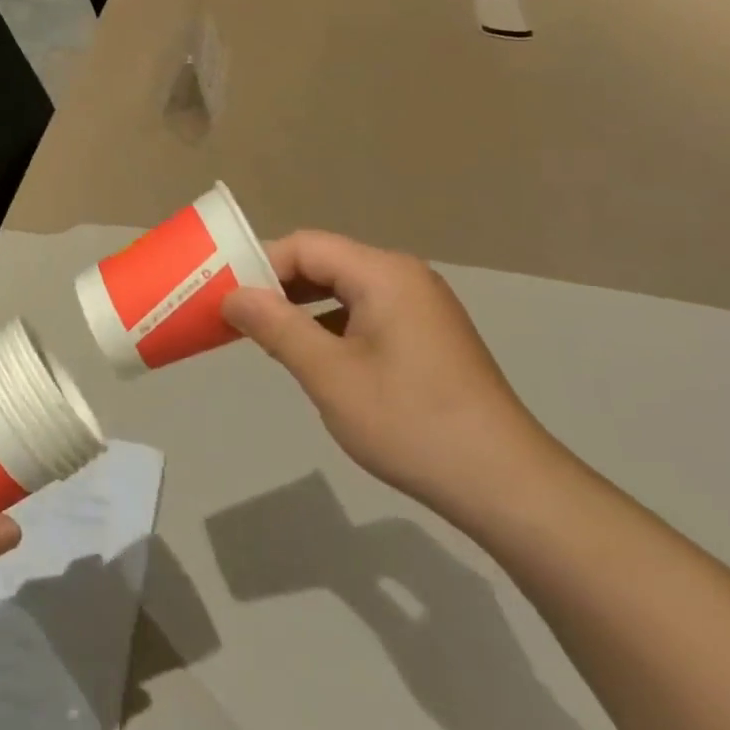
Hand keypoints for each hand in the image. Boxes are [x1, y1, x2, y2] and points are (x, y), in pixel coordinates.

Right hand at [222, 232, 555, 522]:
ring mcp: (420, 305)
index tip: (225, 296)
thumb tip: (232, 295)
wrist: (504, 483)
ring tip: (265, 336)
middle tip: (236, 316)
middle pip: (325, 262)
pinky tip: (313, 355)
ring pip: (344, 289)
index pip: (305, 246)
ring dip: (302, 306)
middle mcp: (404, 276)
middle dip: (278, 285)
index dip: (260, 265)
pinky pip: (366, 312)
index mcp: (383, 273)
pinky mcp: (427, 334)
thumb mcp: (330, 375)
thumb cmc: (410, 422)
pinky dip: (331, 324)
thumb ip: (277, 327)